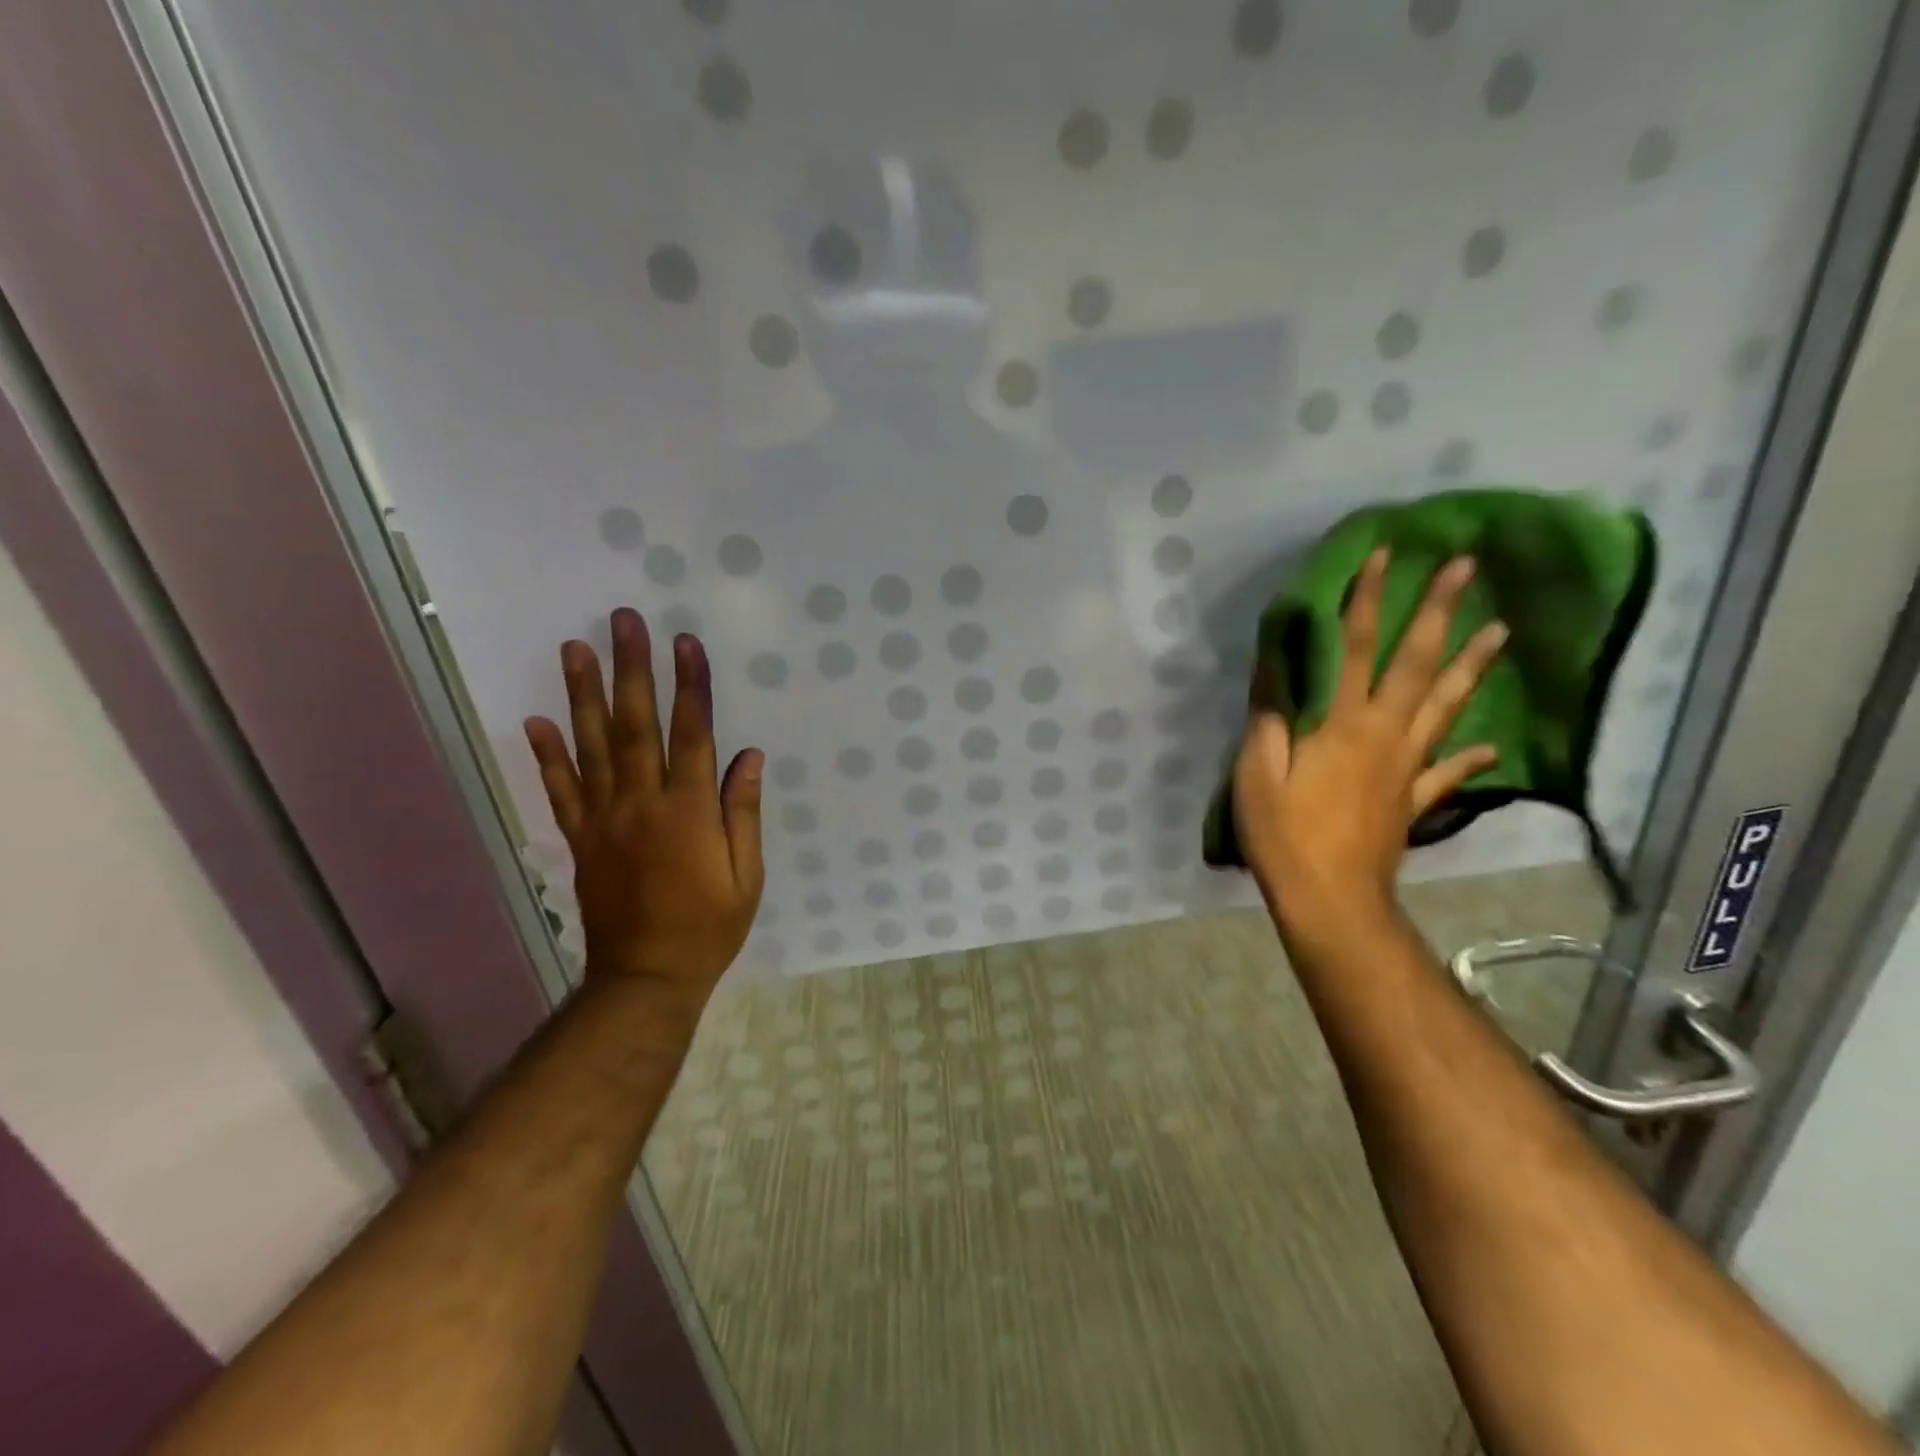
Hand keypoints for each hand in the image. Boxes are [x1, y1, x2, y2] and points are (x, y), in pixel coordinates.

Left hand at [524, 609, 763, 1009]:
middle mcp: (642, 804)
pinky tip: (536, 721)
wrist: (647, 977)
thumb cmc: (709, 926)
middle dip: (632, 669)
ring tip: (576, 648)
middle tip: (624, 621)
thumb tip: (748, 755)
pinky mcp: (581, 839)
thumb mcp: (747, 875)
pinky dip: (547, 755)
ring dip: (583, 695)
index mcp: (689, 812)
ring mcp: (604, 820)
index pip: (691, 734)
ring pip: (592, 747)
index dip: (690, 686)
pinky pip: (561, 791)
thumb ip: (743, 812)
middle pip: (636, 725)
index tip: (686, 643)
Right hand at [1233, 550, 1505, 934]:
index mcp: (1343, 724)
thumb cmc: (1285, 834)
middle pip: (1417, 664)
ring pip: (1446, 706)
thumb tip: (1274, 671)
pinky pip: (1447, 770)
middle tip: (1466, 568)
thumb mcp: (1257, 773)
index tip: (1385, 556)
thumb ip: (1269, 720)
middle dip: (1440, 612)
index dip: (1368, 600)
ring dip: (1472, 666)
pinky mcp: (1414, 799)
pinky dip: (1467, 754)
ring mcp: (1407, 767)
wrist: (1330, 898)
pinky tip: (1489, 744)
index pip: (1357, 648)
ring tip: (1500, 629)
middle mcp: (1385, 734)